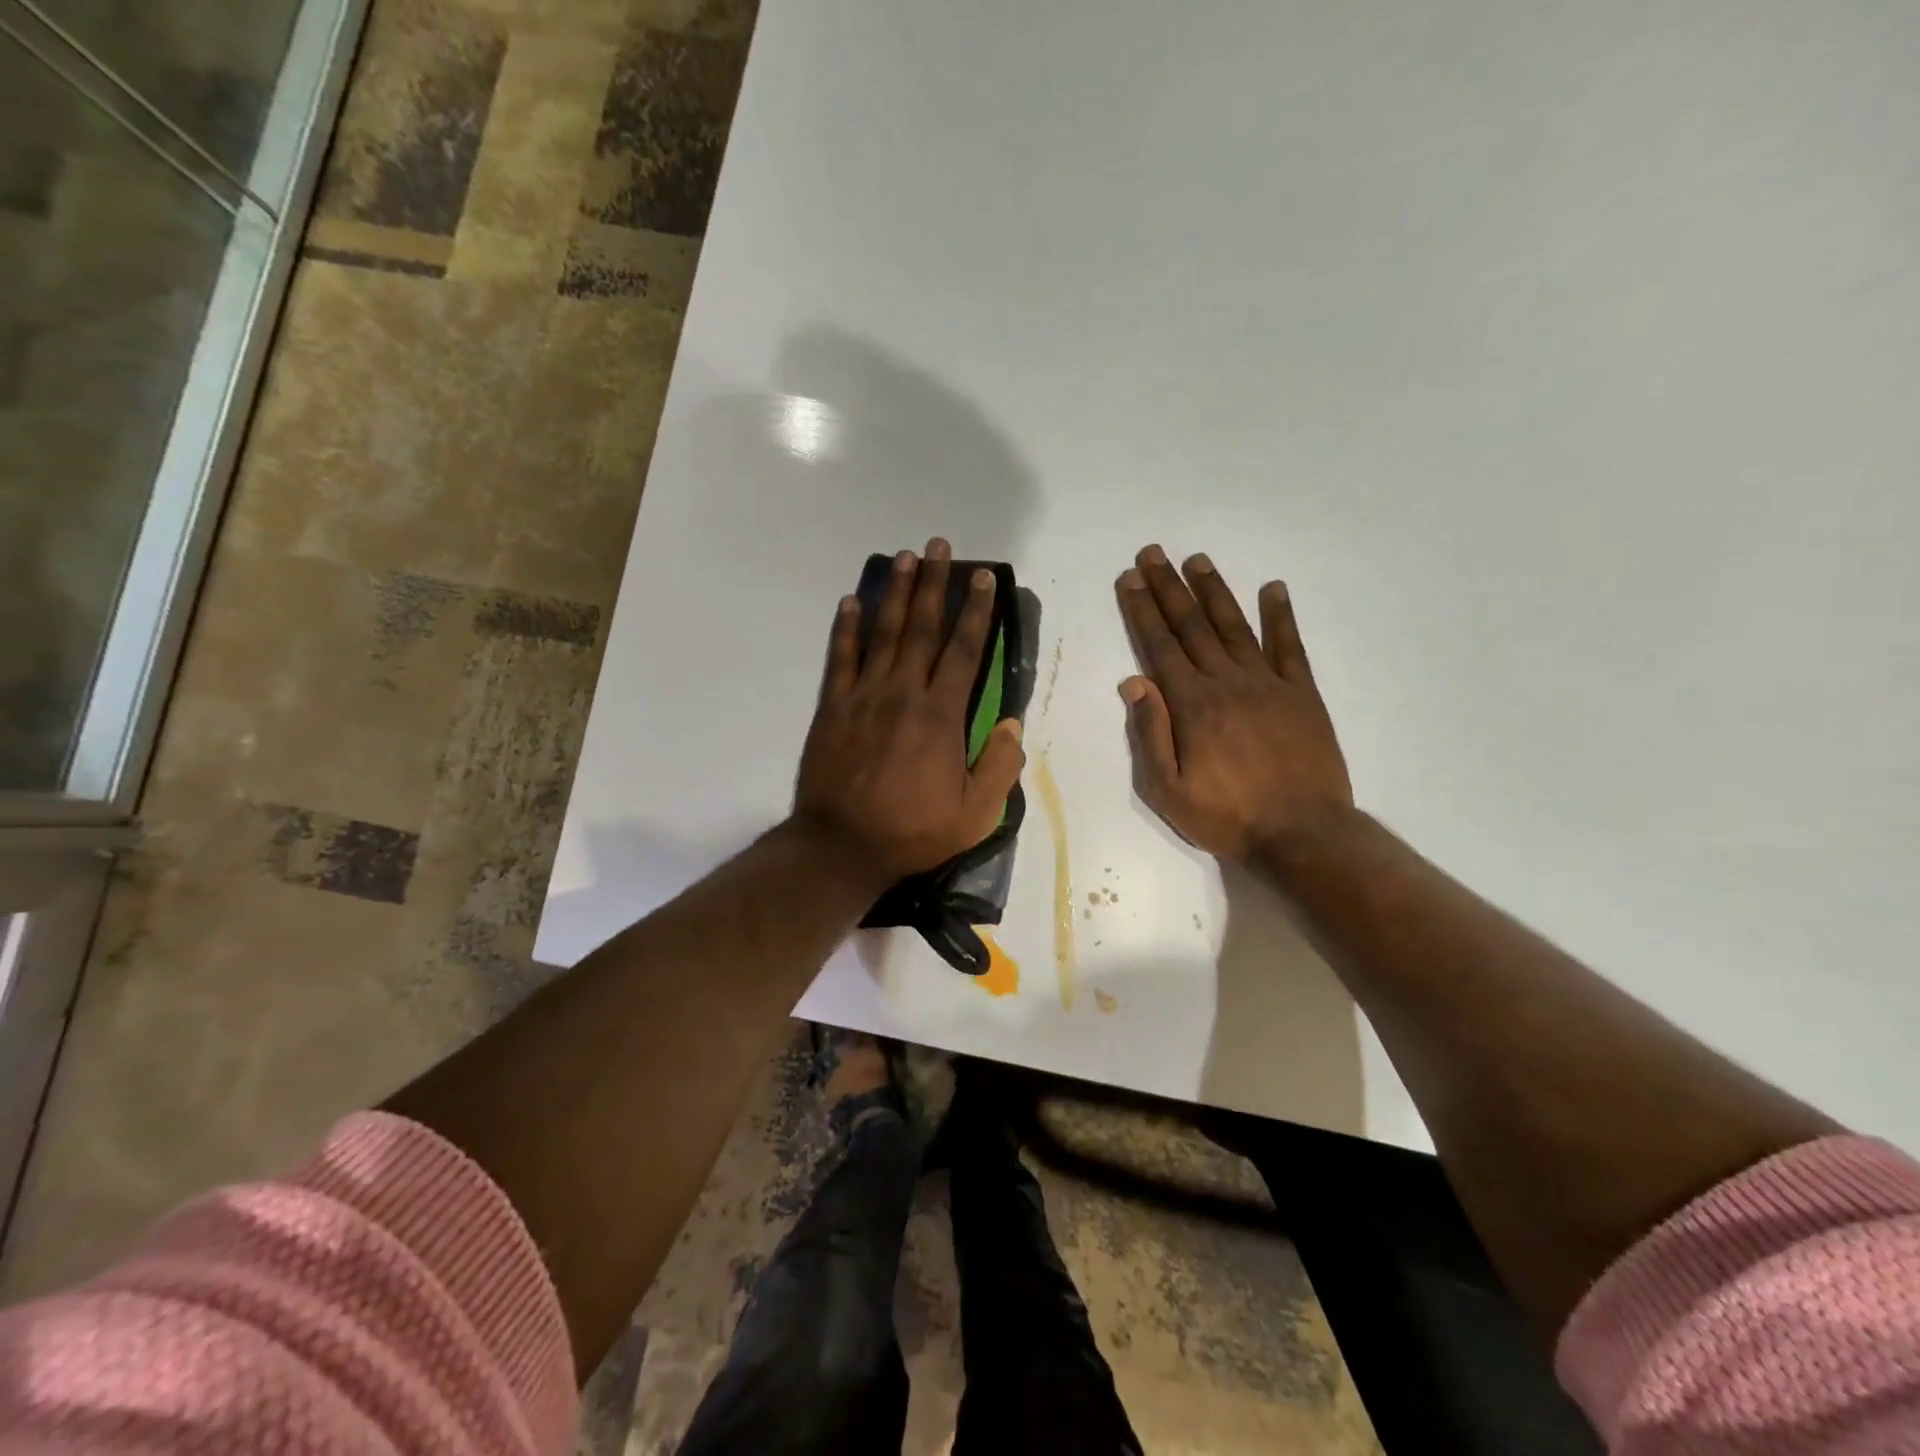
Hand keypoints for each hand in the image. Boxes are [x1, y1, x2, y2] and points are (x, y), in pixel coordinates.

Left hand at [795, 538, 1025, 885]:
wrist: (842, 846)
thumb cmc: (913, 831)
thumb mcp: (976, 814)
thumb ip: (1000, 766)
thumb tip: (1013, 723)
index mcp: (941, 715)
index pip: (964, 651)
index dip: (976, 611)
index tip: (983, 578)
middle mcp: (903, 693)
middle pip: (922, 628)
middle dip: (934, 584)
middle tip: (939, 547)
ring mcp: (863, 696)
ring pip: (883, 633)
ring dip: (895, 593)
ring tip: (904, 557)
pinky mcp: (832, 707)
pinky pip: (840, 657)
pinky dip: (846, 627)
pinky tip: (851, 600)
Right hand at [1115, 544, 1352, 859]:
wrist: (1302, 834)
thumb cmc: (1226, 817)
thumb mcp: (1168, 790)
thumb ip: (1150, 734)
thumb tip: (1134, 682)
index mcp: (1192, 705)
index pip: (1160, 646)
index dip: (1142, 610)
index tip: (1130, 579)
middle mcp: (1227, 682)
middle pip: (1193, 626)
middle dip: (1169, 588)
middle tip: (1153, 553)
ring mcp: (1268, 684)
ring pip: (1236, 626)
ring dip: (1214, 591)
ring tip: (1198, 559)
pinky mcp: (1302, 694)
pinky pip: (1290, 646)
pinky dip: (1281, 616)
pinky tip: (1273, 588)